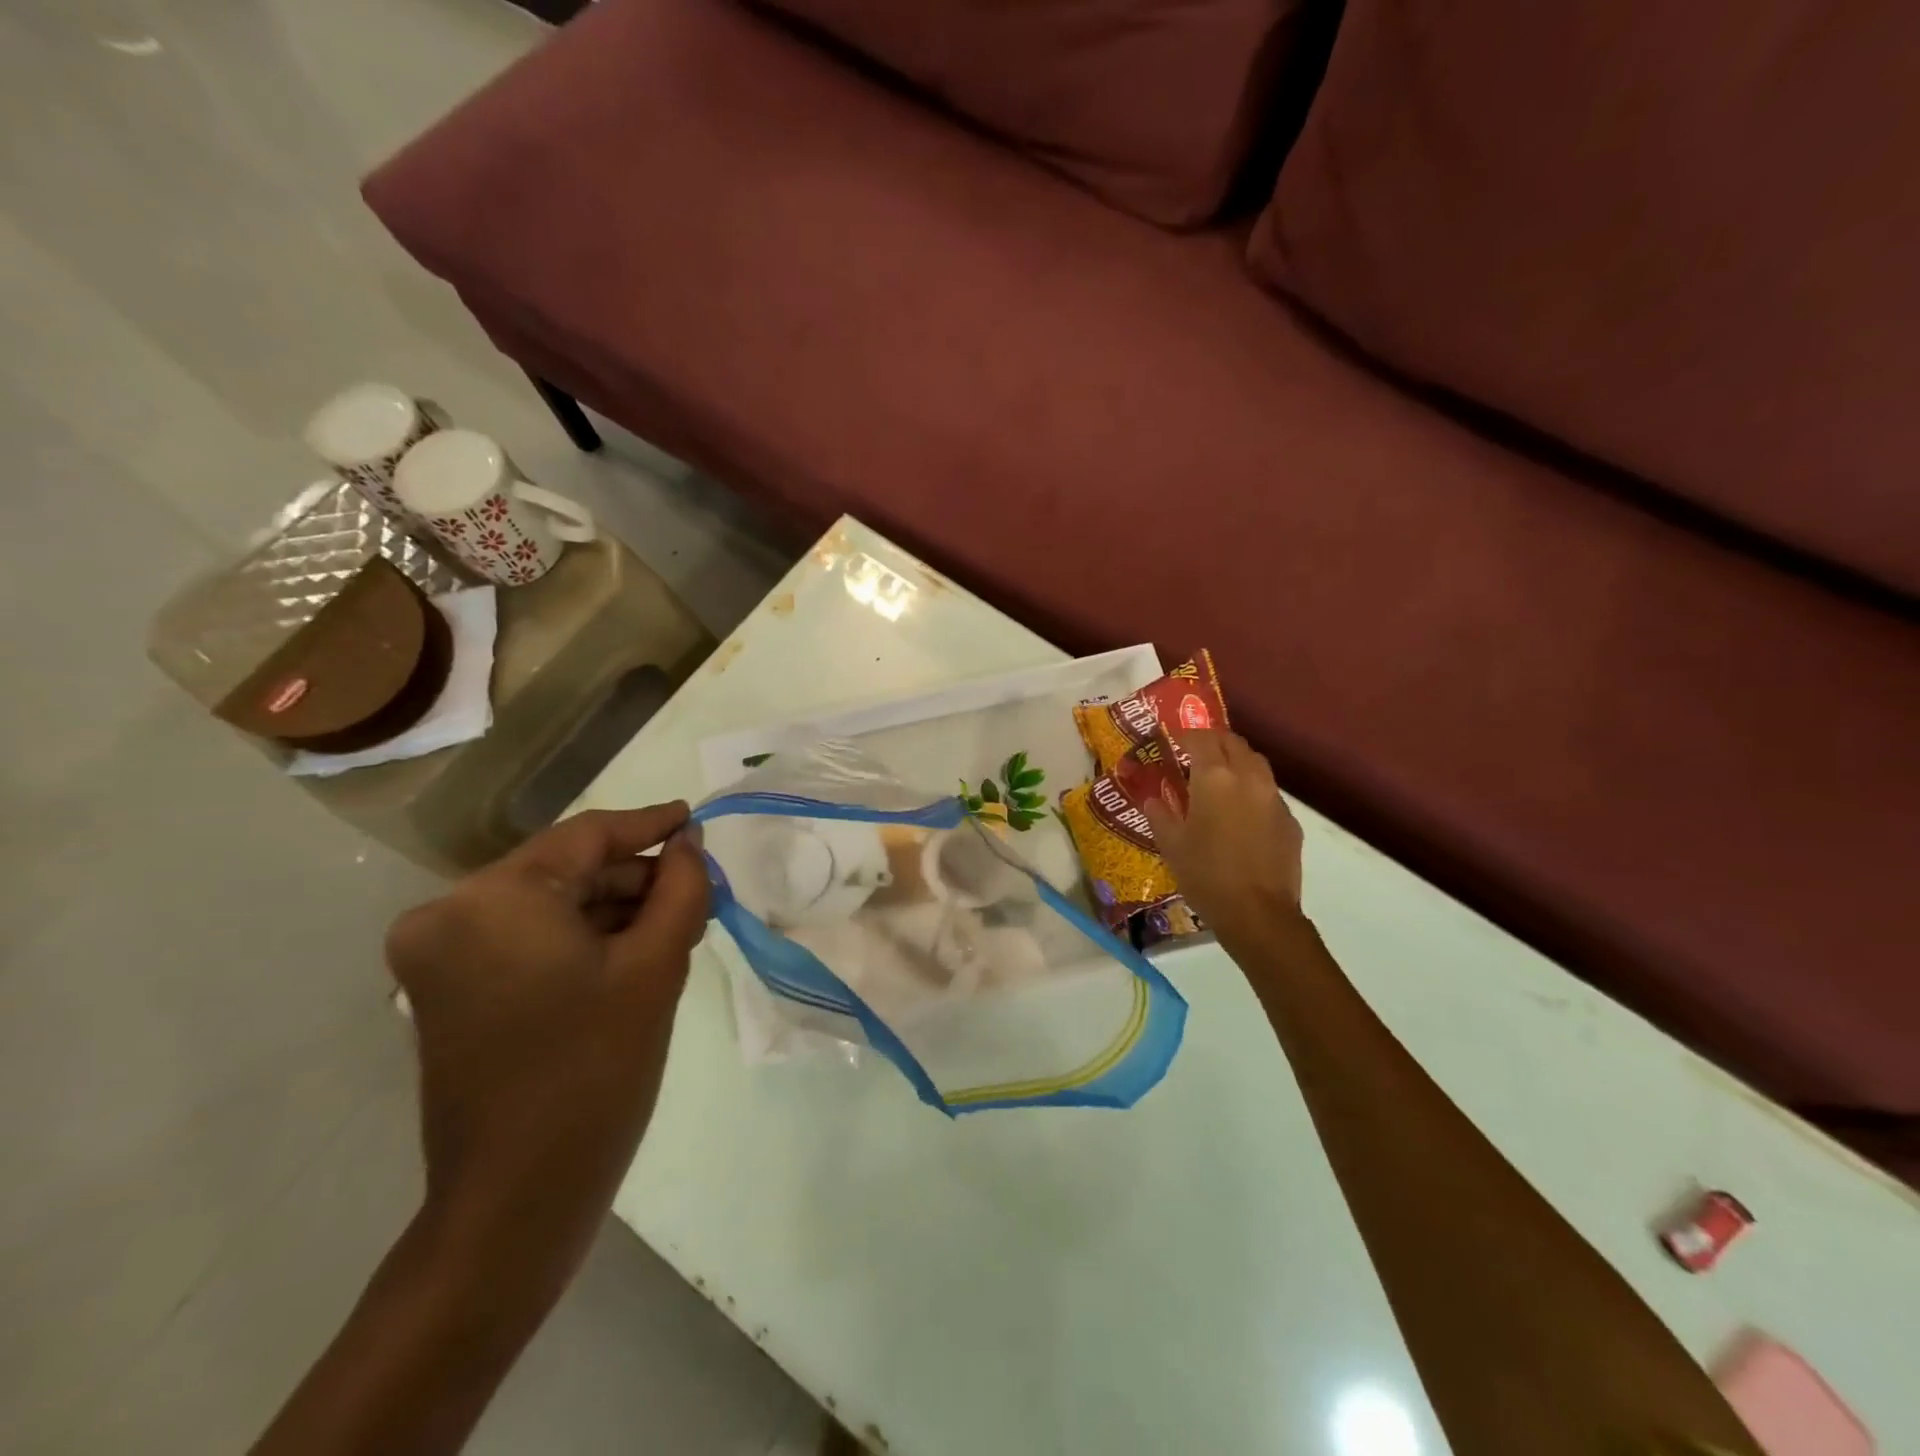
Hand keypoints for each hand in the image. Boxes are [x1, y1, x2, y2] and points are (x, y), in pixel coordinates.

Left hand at [384, 803, 709, 1288]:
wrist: (517, 1198)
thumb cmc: (595, 1071)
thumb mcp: (655, 967)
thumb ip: (682, 888)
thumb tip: (689, 843)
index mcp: (493, 898)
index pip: (587, 837)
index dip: (649, 825)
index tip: (694, 818)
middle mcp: (449, 913)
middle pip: (565, 870)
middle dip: (636, 878)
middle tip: (700, 889)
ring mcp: (440, 954)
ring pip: (548, 903)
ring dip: (613, 909)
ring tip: (678, 923)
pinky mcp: (448, 989)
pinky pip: (528, 937)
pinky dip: (581, 937)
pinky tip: (634, 950)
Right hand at [1142, 730, 1304, 948]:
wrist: (1258, 914)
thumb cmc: (1206, 875)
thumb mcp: (1171, 845)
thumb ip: (1160, 815)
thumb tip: (1153, 800)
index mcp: (1215, 778)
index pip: (1201, 738)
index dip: (1185, 734)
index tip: (1172, 739)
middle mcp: (1248, 778)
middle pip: (1233, 743)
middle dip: (1213, 741)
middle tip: (1195, 753)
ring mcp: (1274, 799)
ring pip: (1256, 763)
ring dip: (1236, 761)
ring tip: (1219, 779)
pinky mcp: (1290, 821)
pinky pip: (1268, 792)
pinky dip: (1252, 790)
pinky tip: (1240, 813)